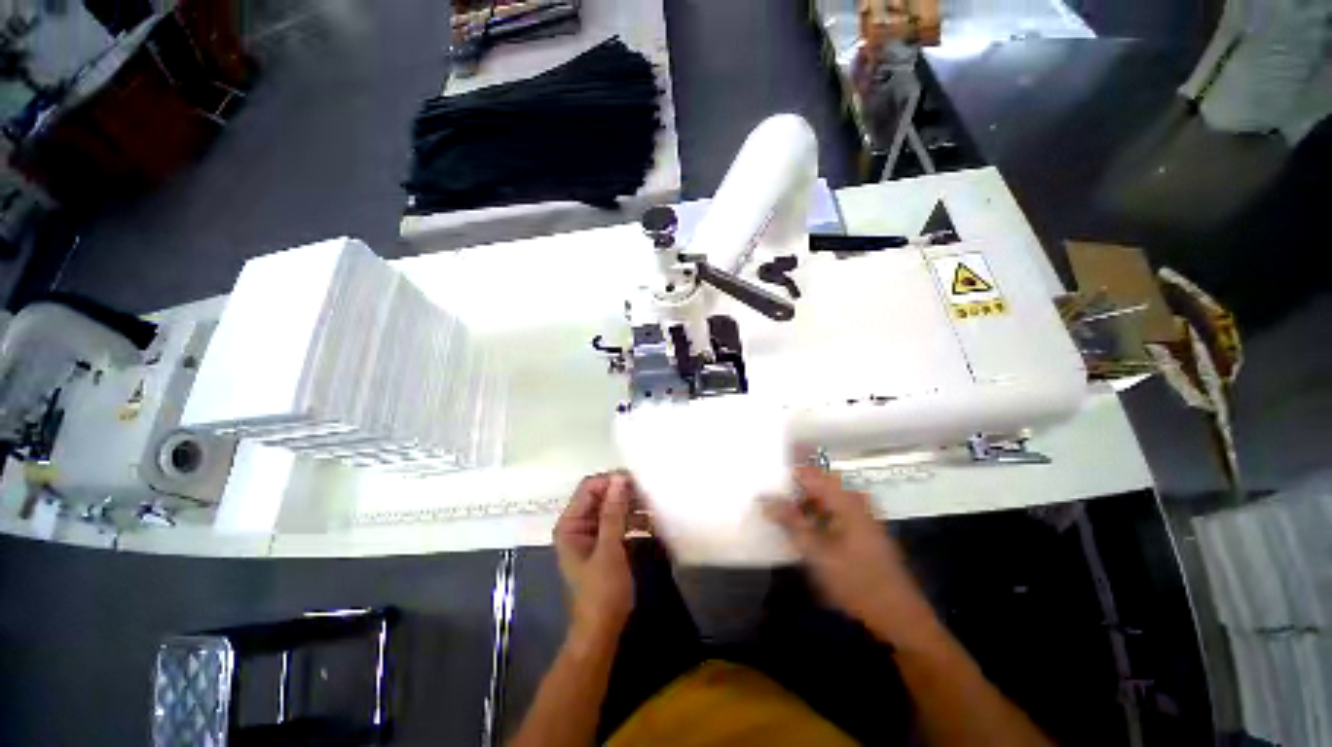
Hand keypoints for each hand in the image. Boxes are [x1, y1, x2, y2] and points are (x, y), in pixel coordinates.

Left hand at [554, 472, 634, 646]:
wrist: (603, 630)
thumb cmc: (602, 591)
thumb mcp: (609, 549)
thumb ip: (613, 512)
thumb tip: (620, 478)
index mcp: (570, 524)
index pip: (589, 488)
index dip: (610, 481)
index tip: (636, 480)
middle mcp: (578, 523)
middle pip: (601, 495)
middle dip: (623, 492)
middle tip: (648, 491)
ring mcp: (592, 532)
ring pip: (612, 507)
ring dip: (631, 505)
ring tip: (653, 504)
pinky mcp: (605, 541)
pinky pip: (619, 521)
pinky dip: (633, 519)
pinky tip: (650, 521)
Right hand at [765, 467, 940, 647]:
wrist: (899, 615)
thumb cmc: (857, 582)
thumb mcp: (817, 553)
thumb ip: (790, 522)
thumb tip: (764, 499)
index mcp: (845, 499)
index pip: (809, 473)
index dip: (786, 474)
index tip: (765, 480)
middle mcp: (854, 499)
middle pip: (816, 482)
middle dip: (793, 487)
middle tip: (770, 499)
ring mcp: (861, 513)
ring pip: (824, 496)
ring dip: (803, 502)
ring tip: (782, 514)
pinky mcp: (862, 527)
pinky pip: (833, 509)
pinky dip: (815, 513)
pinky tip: (804, 528)